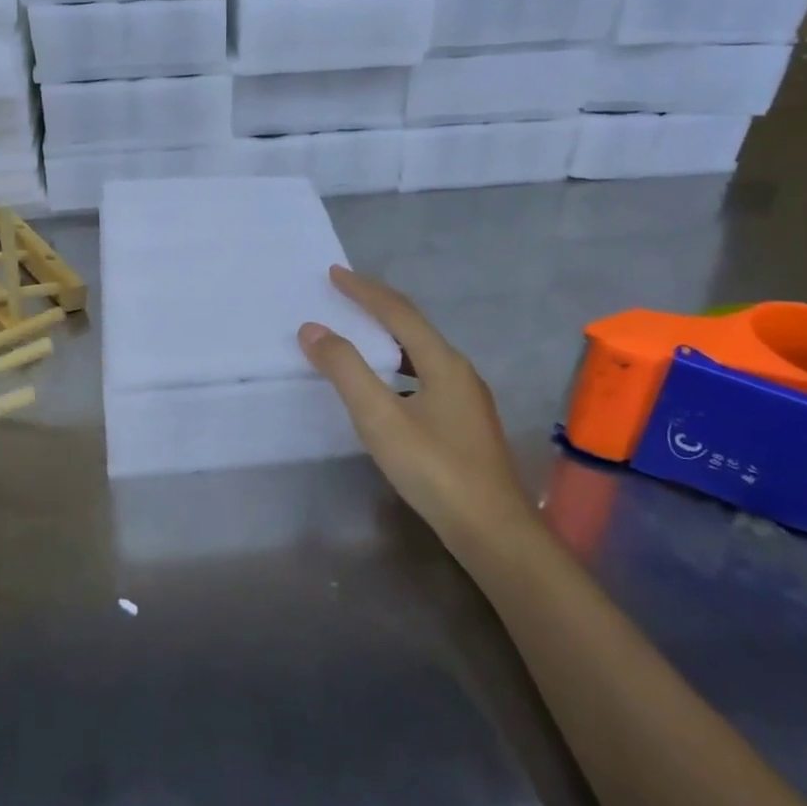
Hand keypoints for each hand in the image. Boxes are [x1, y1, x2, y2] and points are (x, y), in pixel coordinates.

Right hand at [299, 266, 533, 554]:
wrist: (493, 531)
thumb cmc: (435, 470)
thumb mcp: (381, 418)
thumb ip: (346, 371)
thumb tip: (313, 329)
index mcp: (443, 362)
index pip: (398, 311)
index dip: (364, 290)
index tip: (334, 273)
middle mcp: (459, 370)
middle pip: (413, 326)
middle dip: (377, 306)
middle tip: (343, 295)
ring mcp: (467, 398)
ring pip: (421, 352)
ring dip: (388, 336)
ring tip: (358, 333)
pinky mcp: (465, 422)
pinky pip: (425, 375)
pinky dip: (398, 365)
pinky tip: (387, 386)